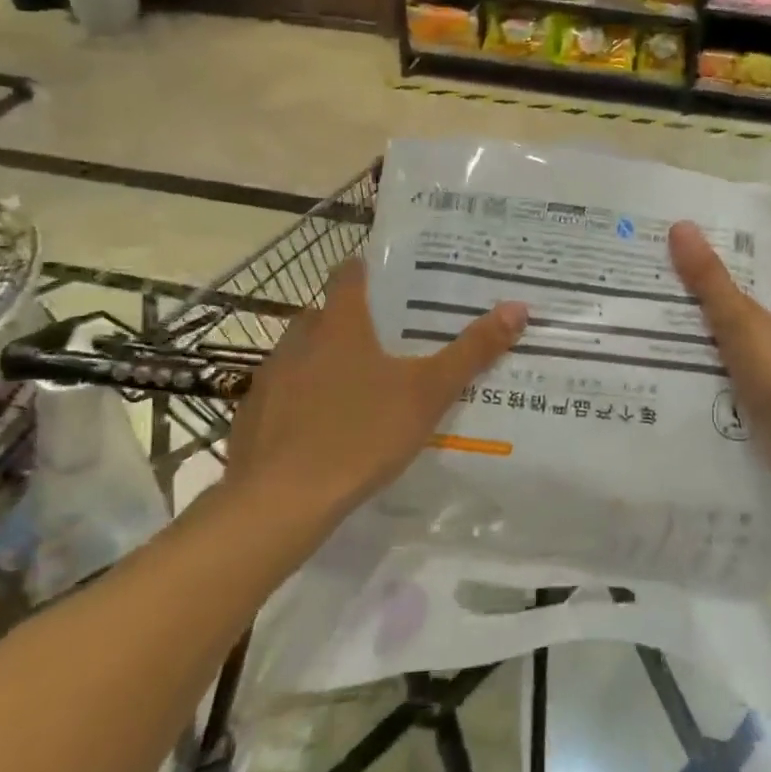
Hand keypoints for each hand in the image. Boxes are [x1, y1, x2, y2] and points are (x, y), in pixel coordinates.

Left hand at [224, 258, 526, 519]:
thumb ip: (471, 351)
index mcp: (339, 324)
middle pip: (329, 314)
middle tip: (395, 339)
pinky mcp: (253, 415)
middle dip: (358, 321)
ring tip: (365, 386)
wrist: (279, 502)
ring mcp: (270, 377)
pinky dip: (306, 399)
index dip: (371, 269)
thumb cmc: (360, 434)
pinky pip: (286, 393)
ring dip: (330, 361)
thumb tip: (517, 308)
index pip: (350, 273)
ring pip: (305, 354)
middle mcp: (299, 339)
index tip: (397, 278)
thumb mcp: (427, 393)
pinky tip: (326, 428)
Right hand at [669, 221, 770, 485]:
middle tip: (697, 326)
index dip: (746, 278)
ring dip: (752, 357)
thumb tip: (682, 225)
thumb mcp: (739, 322)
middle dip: (743, 320)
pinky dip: (763, 389)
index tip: (711, 287)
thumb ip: (710, 280)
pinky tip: (737, 401)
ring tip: (707, 365)